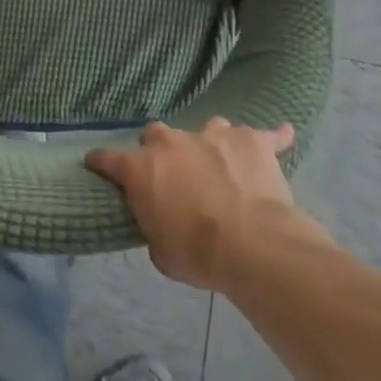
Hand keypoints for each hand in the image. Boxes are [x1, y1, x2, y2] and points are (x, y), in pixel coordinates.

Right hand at [86, 118, 314, 290]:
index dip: (101, 163)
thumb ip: (155, 227)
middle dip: (161, 150)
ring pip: (207, 127)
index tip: (97, 165)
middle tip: (173, 173)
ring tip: (221, 163)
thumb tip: (162, 224)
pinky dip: (272, 139)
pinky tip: (282, 136)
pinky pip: (266, 134)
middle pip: (156, 134)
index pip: (107, 158)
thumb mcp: (161, 251)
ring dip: (209, 143)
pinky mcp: (252, 140)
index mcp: (140, 167)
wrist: (253, 246)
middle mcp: (172, 142)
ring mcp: (213, 134)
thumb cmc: (197, 253)